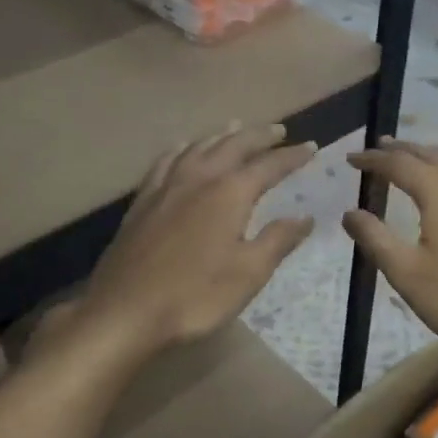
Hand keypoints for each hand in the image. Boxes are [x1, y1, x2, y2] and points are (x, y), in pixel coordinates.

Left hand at [65, 123, 317, 362]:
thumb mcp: (249, 273)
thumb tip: (304, 216)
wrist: (125, 310)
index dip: (292, 156)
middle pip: (233, 145)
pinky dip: (183, 148)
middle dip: (259, 136)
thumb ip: (278, 240)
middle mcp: (199, 178)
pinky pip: (167, 160)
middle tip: (278, 131)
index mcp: (229, 193)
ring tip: (236, 128)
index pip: (269, 166)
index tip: (312, 146)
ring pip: (199, 146)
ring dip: (222, 135)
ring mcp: (166, 186)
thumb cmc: (195, 296)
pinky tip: (184, 150)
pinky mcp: (142, 200)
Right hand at [343, 138, 437, 366]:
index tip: (350, 159)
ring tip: (410, 157)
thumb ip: (374, 238)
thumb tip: (349, 213)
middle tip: (377, 149)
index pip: (399, 163)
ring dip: (429, 154)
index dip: (372, 159)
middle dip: (401, 149)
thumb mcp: (405, 273)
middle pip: (430, 153)